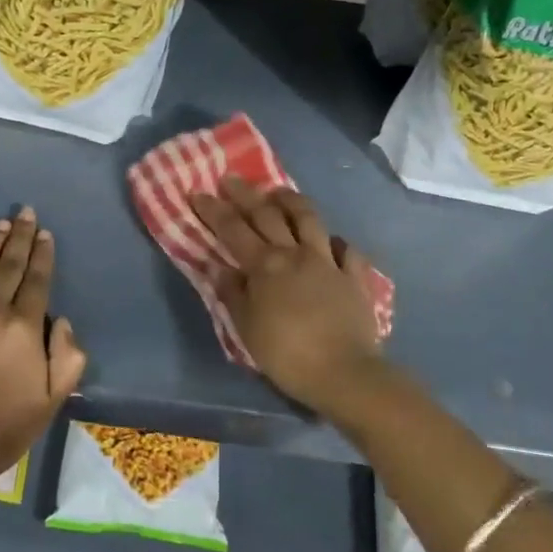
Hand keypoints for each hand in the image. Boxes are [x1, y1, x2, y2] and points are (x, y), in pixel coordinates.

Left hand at [0, 206, 85, 488]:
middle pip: (8, 266)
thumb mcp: (51, 401)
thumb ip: (68, 358)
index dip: (42, 255)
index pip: (36, 280)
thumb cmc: (1, 429)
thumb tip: (63, 321)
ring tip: (0, 223)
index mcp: (25, 329)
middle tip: (24, 212)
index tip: (44, 233)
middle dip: (19, 237)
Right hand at [191, 177, 383, 414]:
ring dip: (291, 201)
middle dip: (246, 195)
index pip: (232, 230)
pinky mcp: (354, 277)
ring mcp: (328, 262)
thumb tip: (218, 267)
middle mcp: (295, 254)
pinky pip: (347, 251)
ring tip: (278, 191)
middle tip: (231, 179)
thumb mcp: (246, 328)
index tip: (198, 192)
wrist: (344, 372)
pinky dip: (337, 242)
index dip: (214, 210)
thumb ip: (233, 293)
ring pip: (309, 219)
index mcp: (265, 266)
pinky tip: (332, 241)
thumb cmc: (286, 354)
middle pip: (268, 215)